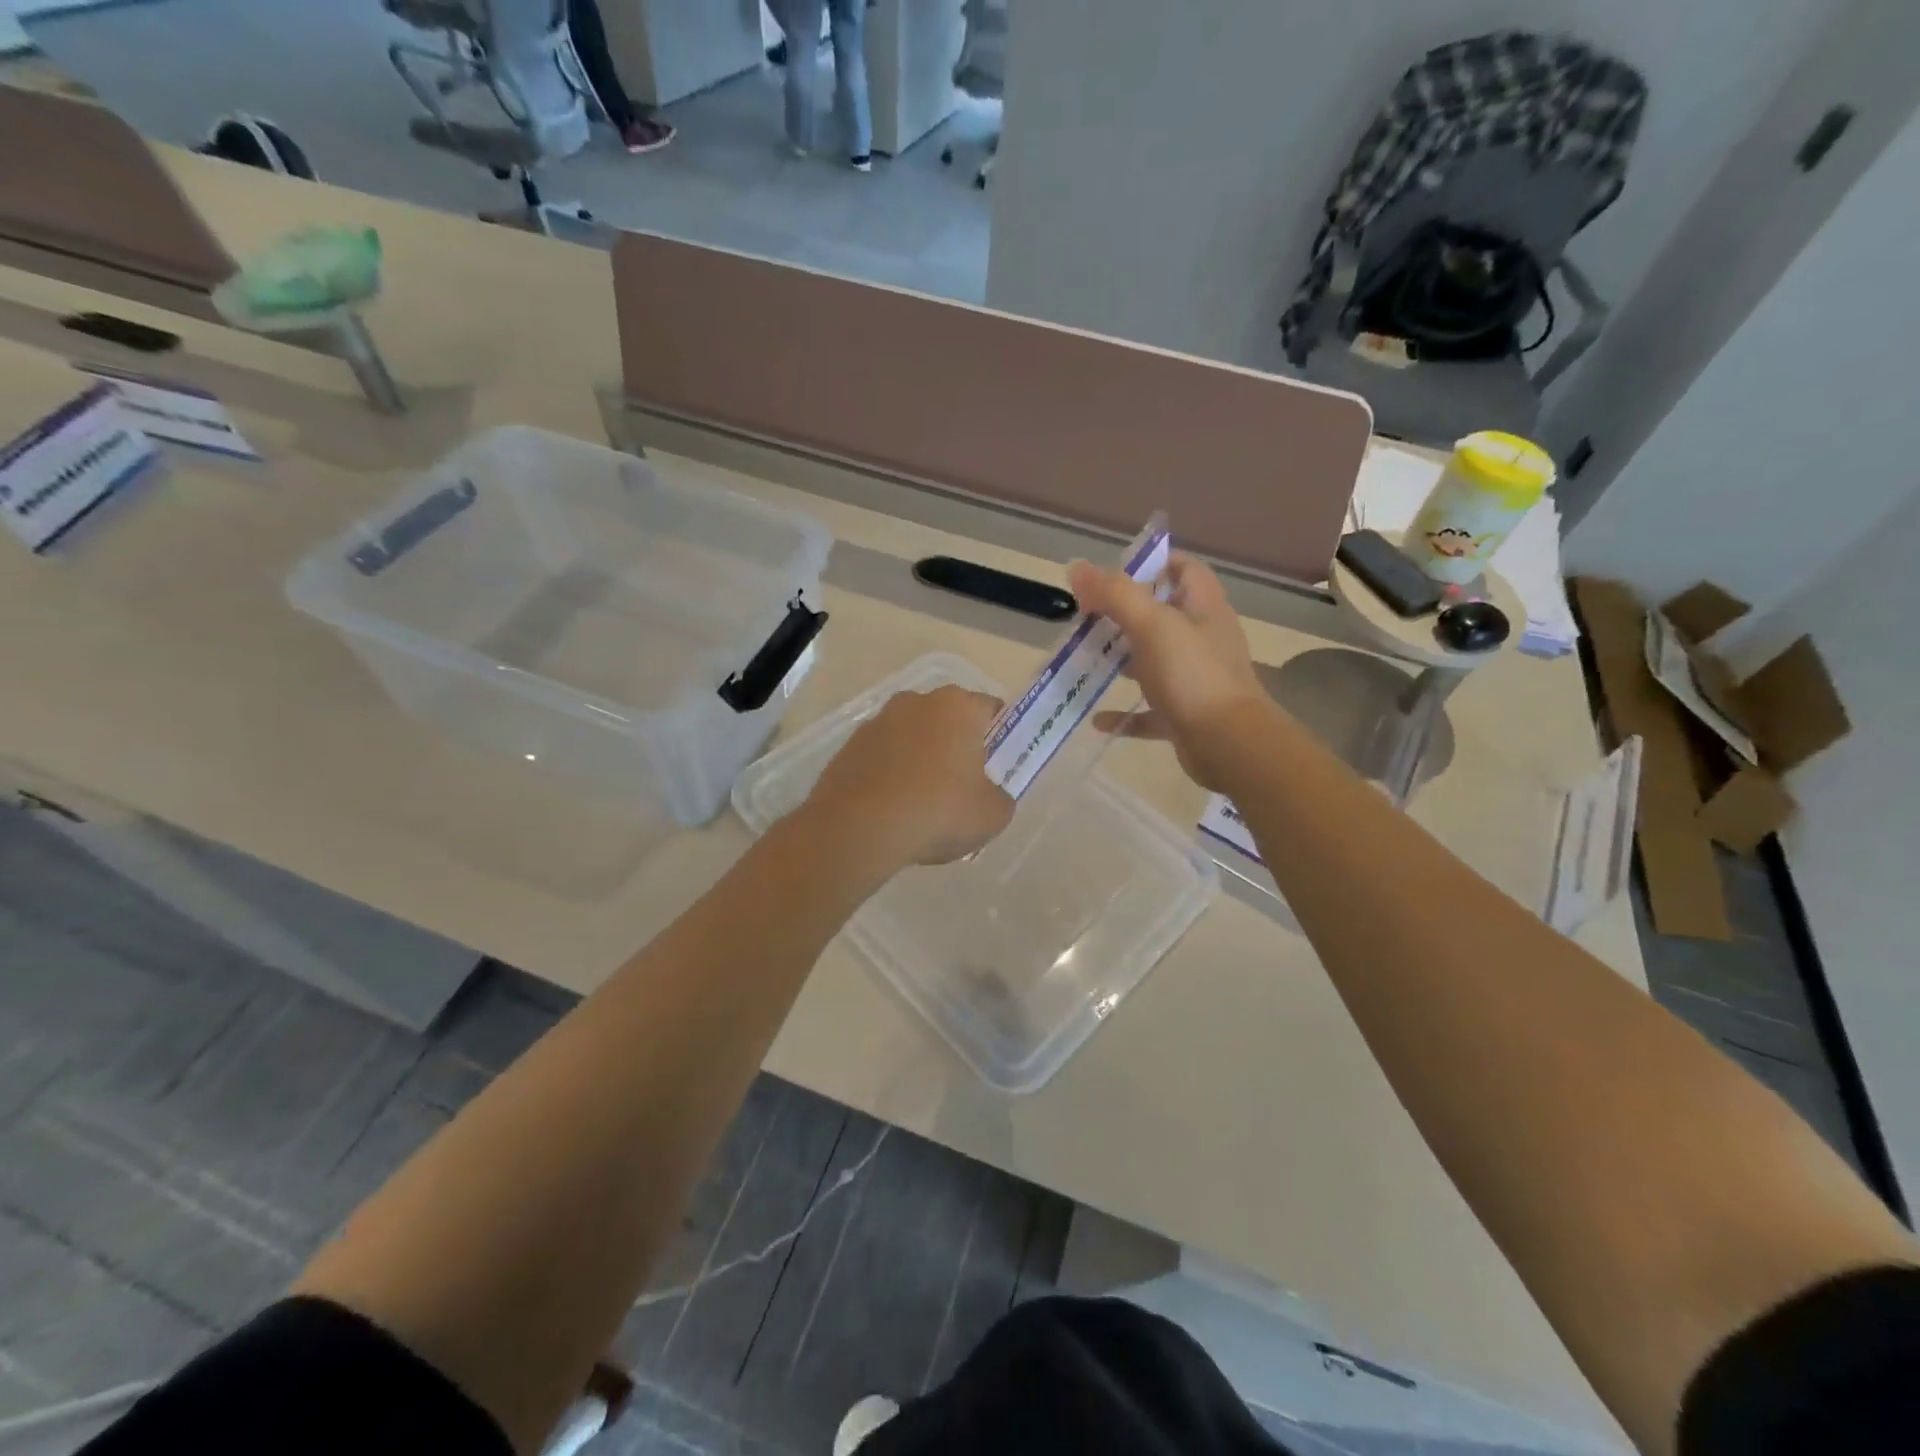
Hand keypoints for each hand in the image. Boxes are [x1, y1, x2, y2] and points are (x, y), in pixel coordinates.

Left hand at [804, 686, 1014, 868]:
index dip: (1000, 737)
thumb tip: (991, 795)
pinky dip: (892, 774)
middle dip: (958, 746)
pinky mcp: (849, 746)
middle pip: (949, 720)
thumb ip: (1000, 797)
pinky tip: (893, 808)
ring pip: (913, 737)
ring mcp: (877, 721)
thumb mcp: (992, 815)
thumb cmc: (937, 813)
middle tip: (964, 787)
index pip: (990, 710)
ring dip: (921, 759)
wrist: (857, 830)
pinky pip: (884, 756)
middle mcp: (916, 702)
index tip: (999, 767)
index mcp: (957, 707)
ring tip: (923, 804)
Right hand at [1068, 552, 1275, 791]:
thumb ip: (1115, 594)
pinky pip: (1149, 711)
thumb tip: (1076, 567)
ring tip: (1083, 660)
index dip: (1154, 564)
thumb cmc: (1193, 675)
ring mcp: (1195, 679)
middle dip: (1124, 615)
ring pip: (1153, 662)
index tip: (1114, 573)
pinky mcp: (1185, 715)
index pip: (1185, 570)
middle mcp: (1202, 639)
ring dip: (1121, 661)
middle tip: (1086, 618)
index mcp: (1203, 608)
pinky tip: (1097, 719)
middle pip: (1162, 616)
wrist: (1229, 744)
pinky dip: (1124, 713)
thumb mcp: (1152, 626)